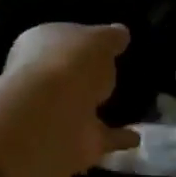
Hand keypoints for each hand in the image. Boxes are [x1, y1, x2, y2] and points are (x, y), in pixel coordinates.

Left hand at [3, 22, 139, 171]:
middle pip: (65, 75)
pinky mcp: (70, 142)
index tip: (101, 45)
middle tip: (110, 76)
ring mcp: (53, 114)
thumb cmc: (71, 62)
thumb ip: (111, 37)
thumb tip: (120, 33)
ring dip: (97, 109)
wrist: (53, 116)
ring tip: (126, 106)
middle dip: (83, 77)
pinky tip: (137, 136)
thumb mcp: (100, 39)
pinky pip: (99, 136)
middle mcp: (39, 79)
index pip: (59, 39)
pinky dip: (117, 137)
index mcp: (38, 45)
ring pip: (79, 108)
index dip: (79, 41)